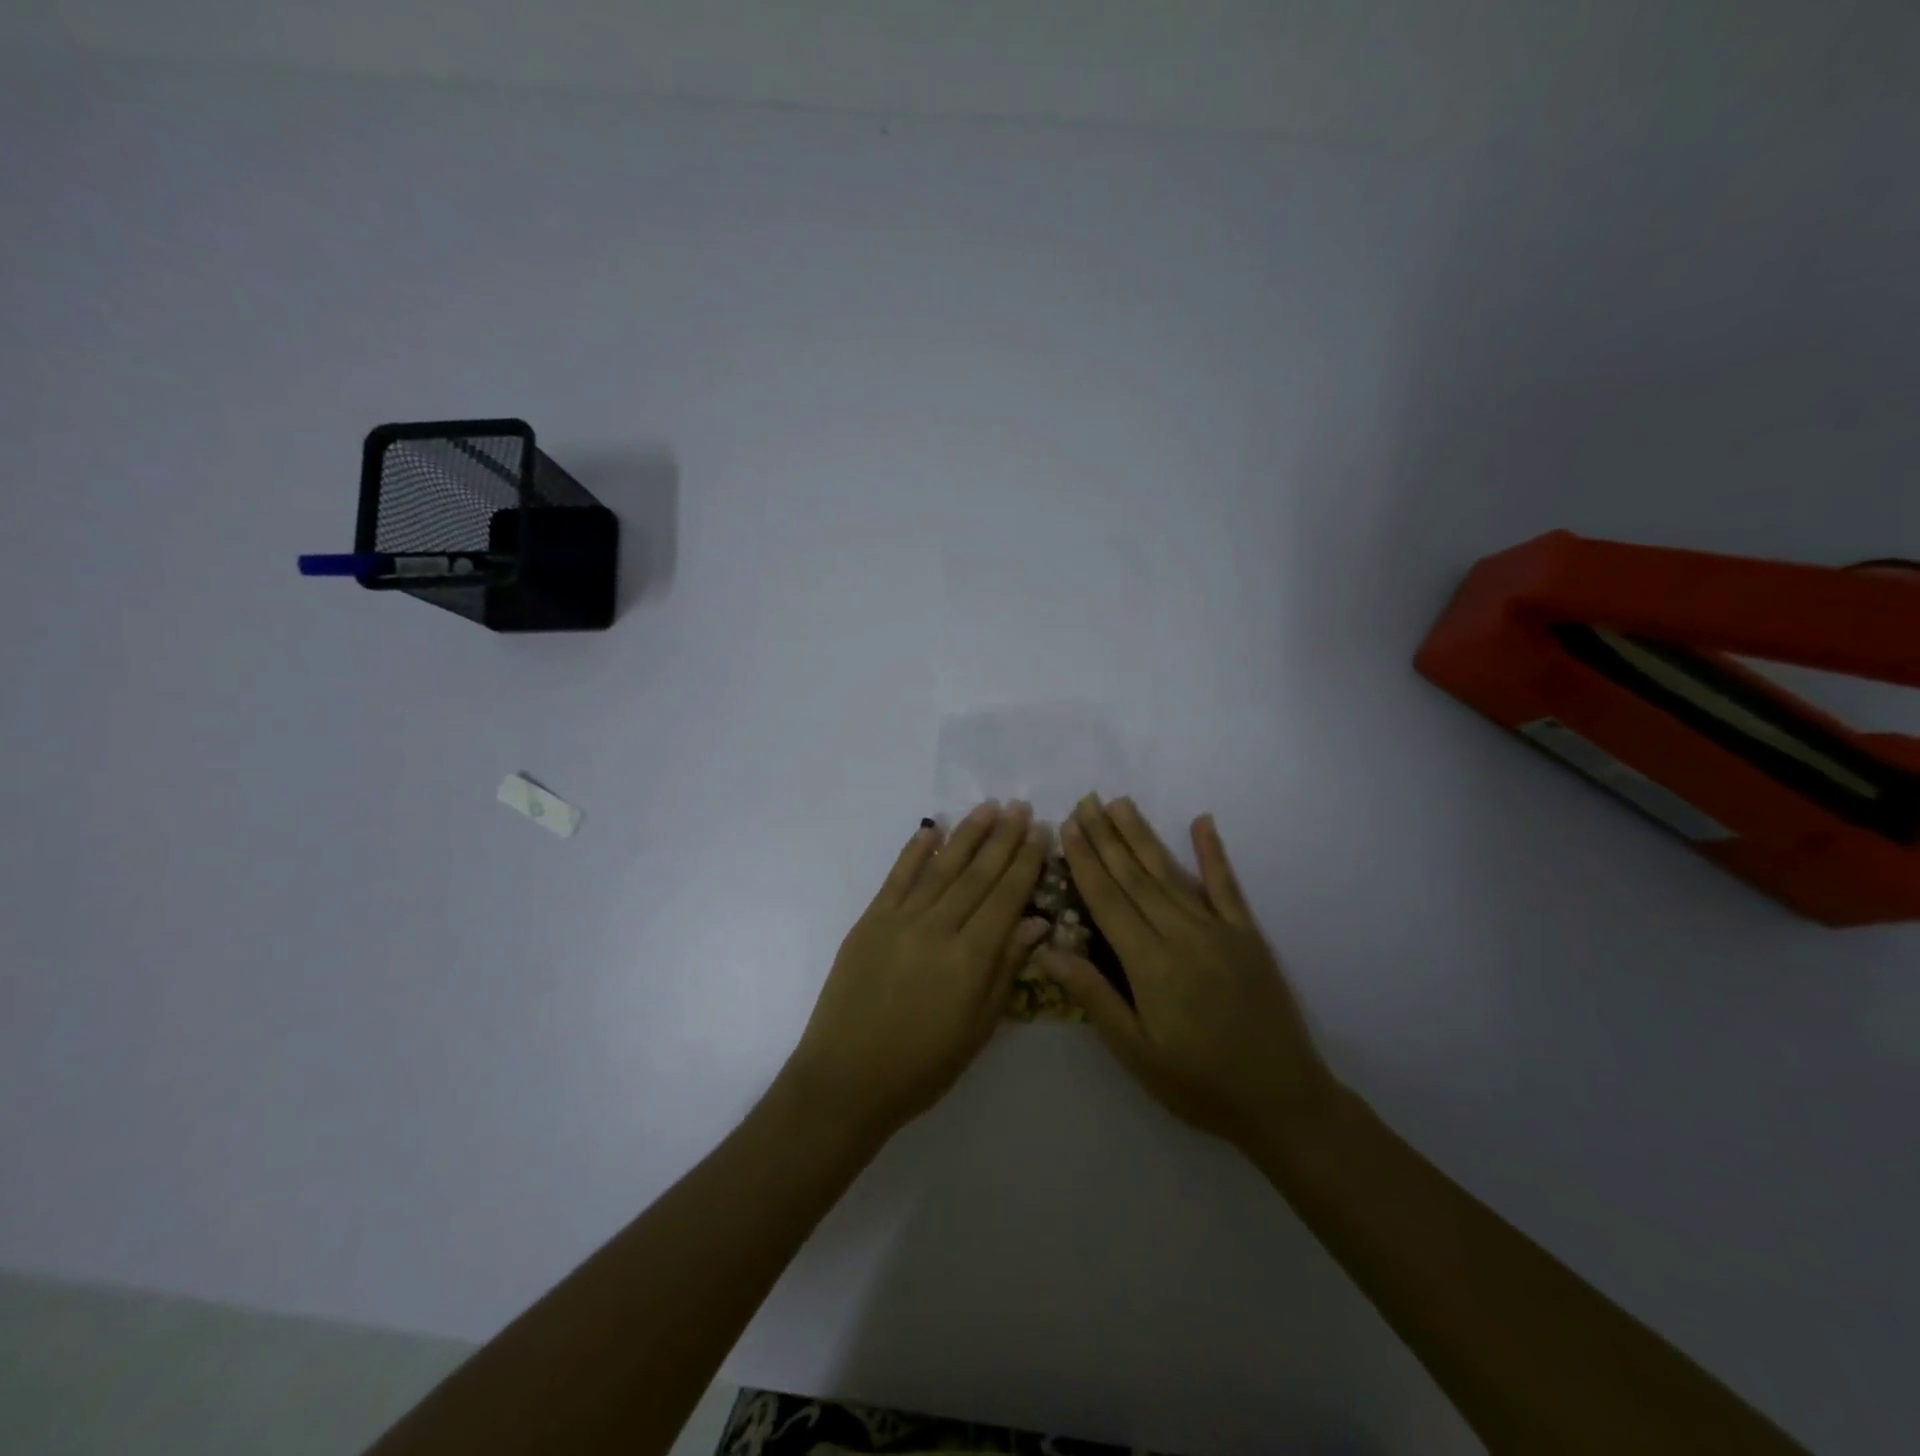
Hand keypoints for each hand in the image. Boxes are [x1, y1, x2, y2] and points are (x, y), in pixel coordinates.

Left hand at [778, 801, 1049, 1140]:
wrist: (846, 1078)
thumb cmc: (923, 1065)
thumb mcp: (979, 1026)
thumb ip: (1006, 967)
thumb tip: (1036, 920)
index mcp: (970, 958)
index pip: (1006, 897)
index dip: (1026, 863)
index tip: (1041, 833)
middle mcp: (937, 928)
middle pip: (977, 874)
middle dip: (1003, 839)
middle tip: (1021, 808)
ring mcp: (900, 920)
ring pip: (941, 867)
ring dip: (967, 835)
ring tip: (988, 808)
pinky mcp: (870, 921)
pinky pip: (898, 878)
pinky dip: (915, 851)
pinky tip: (932, 830)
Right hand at [1045, 796, 1331, 1150]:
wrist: (1282, 1100)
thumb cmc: (1198, 1082)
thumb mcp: (1136, 1051)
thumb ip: (1094, 995)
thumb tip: (1048, 949)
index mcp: (1150, 963)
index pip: (1107, 900)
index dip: (1084, 861)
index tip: (1067, 827)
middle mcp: (1182, 933)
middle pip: (1135, 876)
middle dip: (1106, 837)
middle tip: (1086, 801)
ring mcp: (1219, 929)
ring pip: (1170, 873)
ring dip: (1143, 836)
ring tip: (1121, 803)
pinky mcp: (1247, 934)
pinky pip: (1226, 885)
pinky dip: (1212, 852)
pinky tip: (1202, 821)